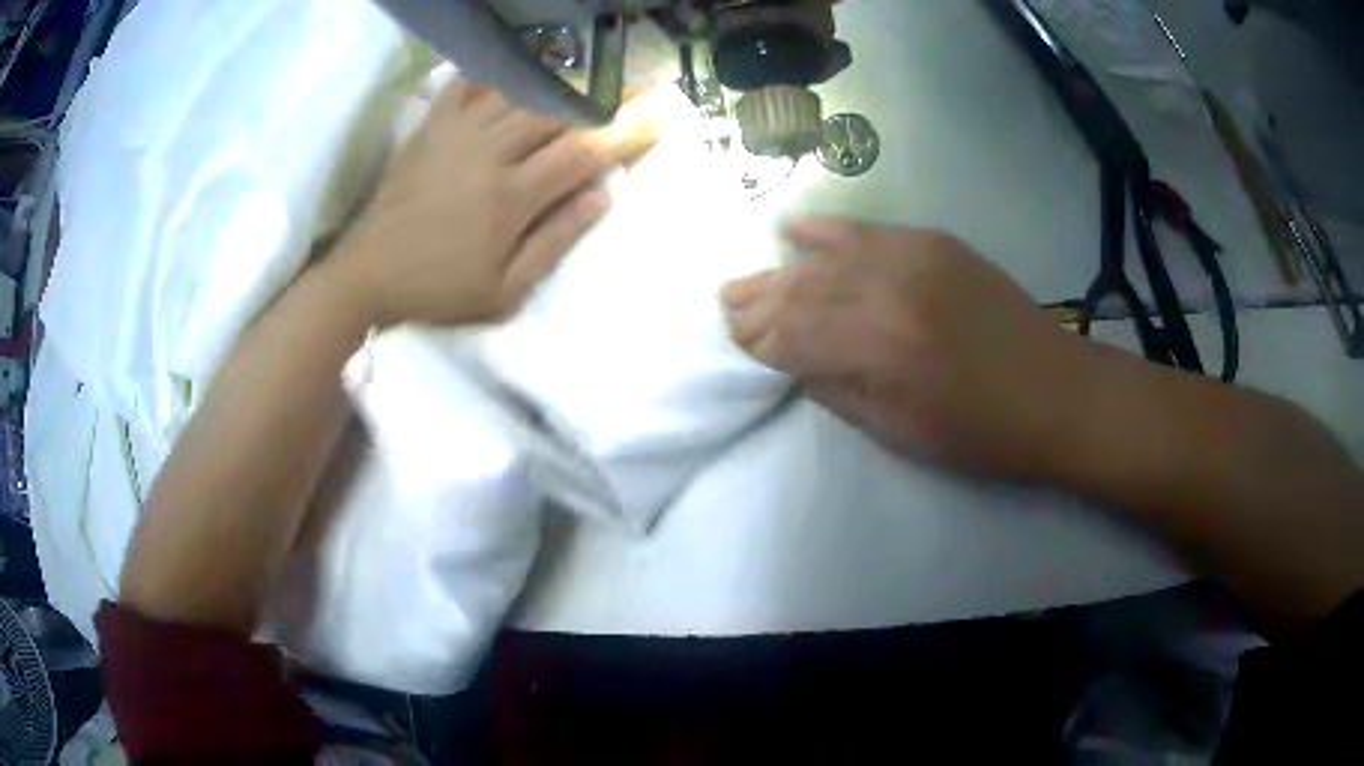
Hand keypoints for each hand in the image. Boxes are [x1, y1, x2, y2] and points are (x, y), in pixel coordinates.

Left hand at [332, 80, 655, 326]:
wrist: (368, 275)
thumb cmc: (439, 290)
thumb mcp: (504, 292)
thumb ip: (555, 242)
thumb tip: (602, 194)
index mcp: (510, 198)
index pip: (583, 151)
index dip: (626, 130)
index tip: (660, 118)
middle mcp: (488, 153)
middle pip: (558, 109)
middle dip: (607, 95)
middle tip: (640, 86)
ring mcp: (456, 133)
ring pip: (522, 91)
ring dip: (564, 81)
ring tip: (594, 75)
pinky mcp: (432, 126)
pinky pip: (471, 83)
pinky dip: (501, 71)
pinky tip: (524, 69)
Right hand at [722, 218, 1090, 478]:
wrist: (1056, 392)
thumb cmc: (981, 433)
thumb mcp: (901, 432)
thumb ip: (837, 390)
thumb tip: (790, 364)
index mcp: (881, 348)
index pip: (793, 336)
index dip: (758, 342)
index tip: (732, 346)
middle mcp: (889, 289)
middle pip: (802, 290)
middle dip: (758, 303)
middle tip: (725, 307)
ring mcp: (913, 257)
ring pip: (826, 258)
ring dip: (781, 271)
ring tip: (746, 282)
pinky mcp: (934, 242)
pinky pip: (866, 230)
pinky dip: (826, 231)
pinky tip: (793, 230)